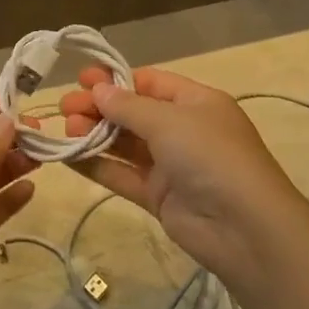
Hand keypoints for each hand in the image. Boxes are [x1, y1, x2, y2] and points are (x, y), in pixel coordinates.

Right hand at [58, 68, 308, 283]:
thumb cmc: (210, 155)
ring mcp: (171, 165)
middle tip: (64, 108)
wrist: (244, 228)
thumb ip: (128, 107)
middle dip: (99, 108)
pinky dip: (97, 165)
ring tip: (64, 129)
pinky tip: (68, 157)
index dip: (116, 81)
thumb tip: (98, 90)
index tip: (81, 80)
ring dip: (94, 135)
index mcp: (195, 102)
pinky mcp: (159, 197)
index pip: (150, 83)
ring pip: (125, 144)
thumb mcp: (169, 121)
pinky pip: (123, 175)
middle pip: (133, 113)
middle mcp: (183, 130)